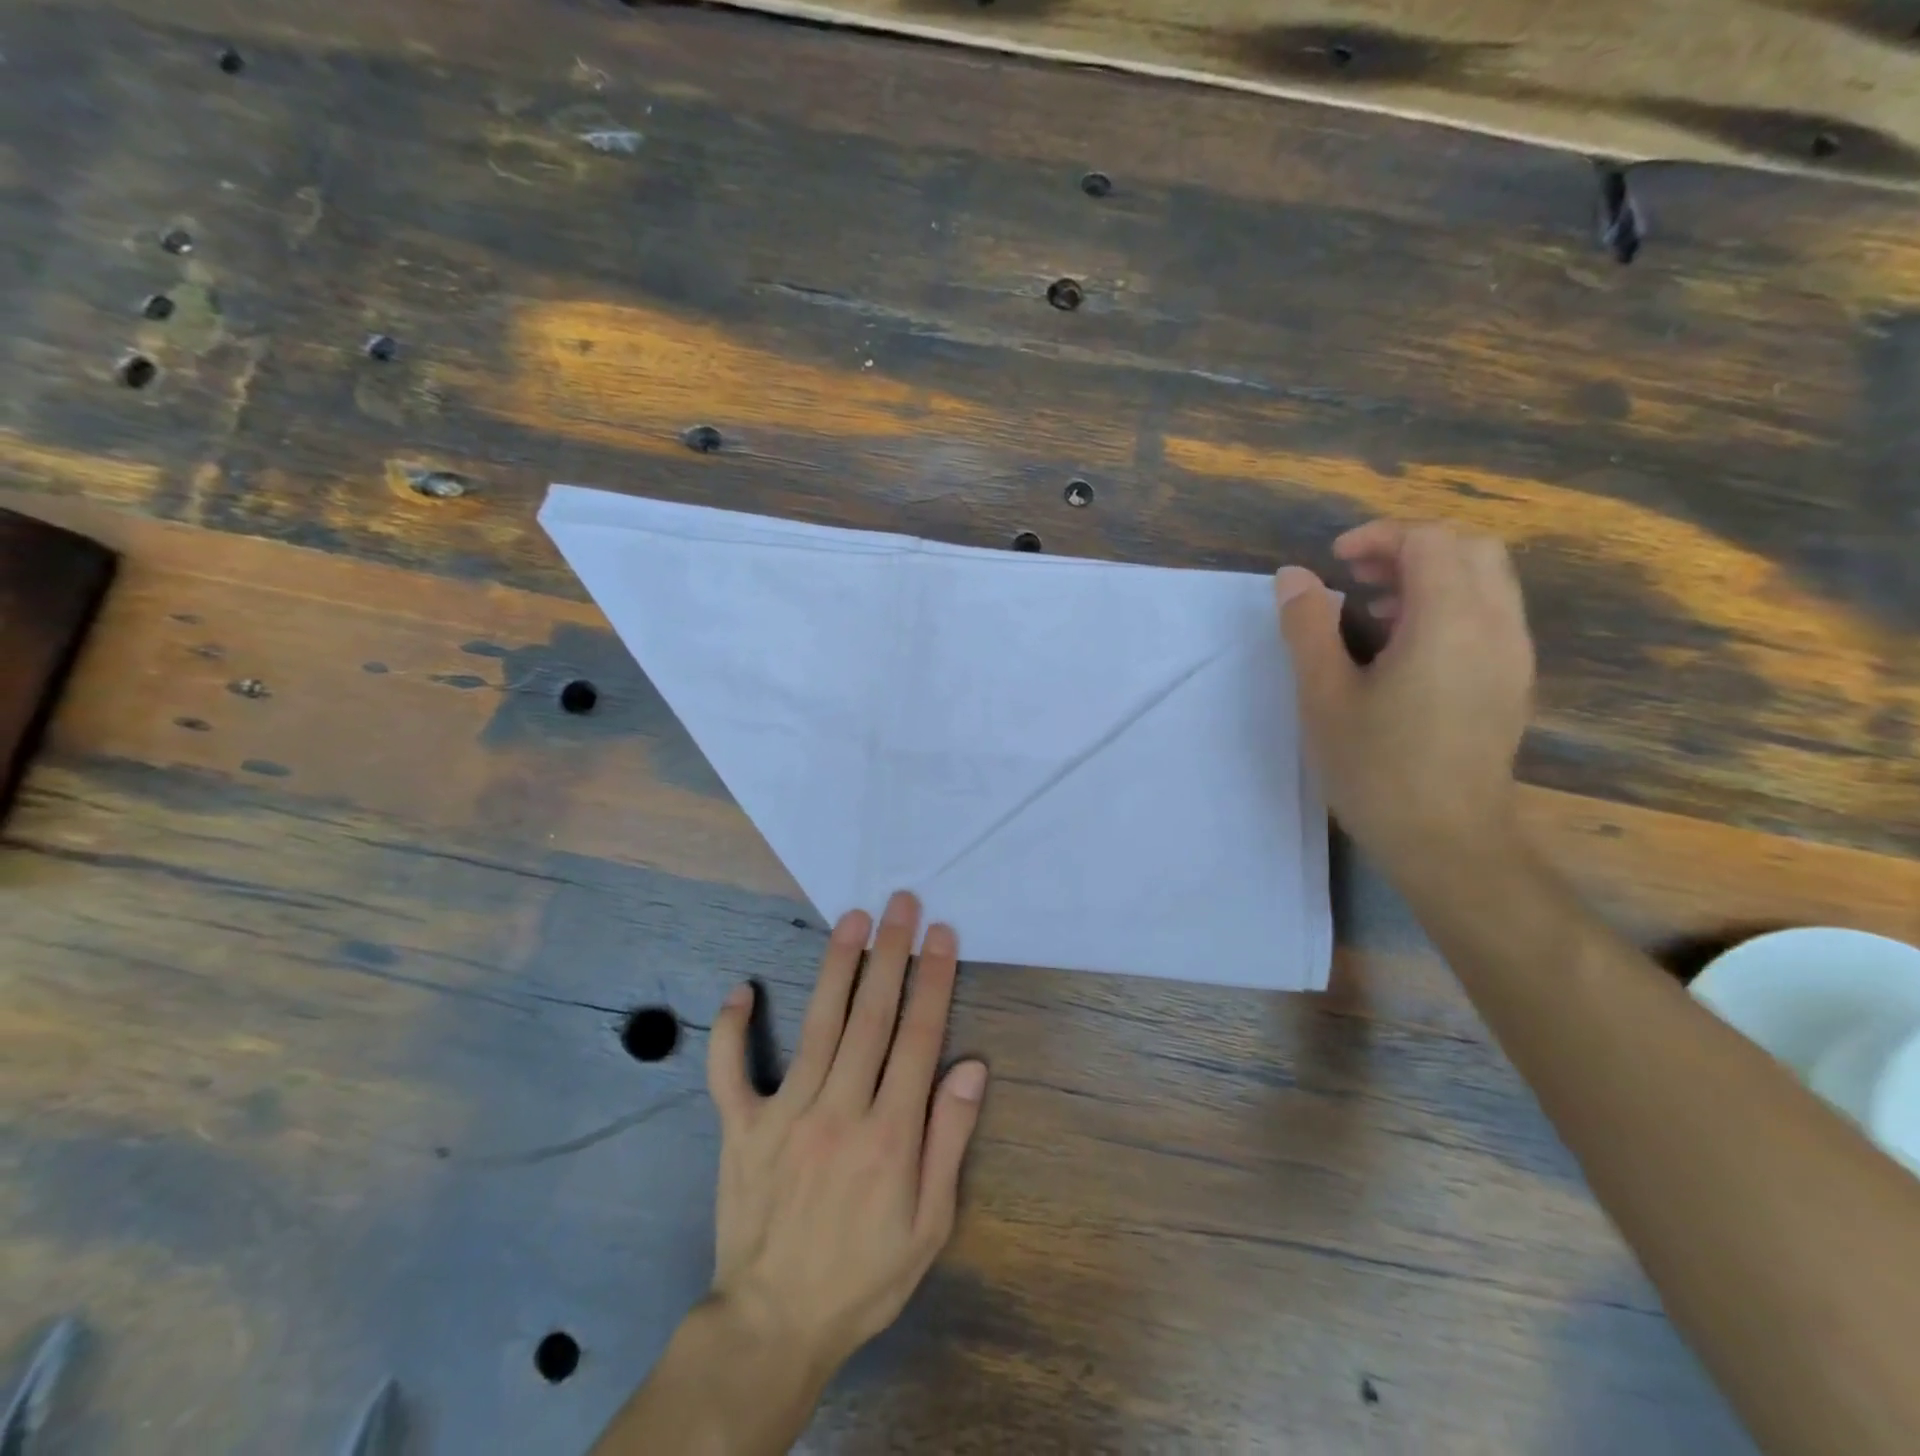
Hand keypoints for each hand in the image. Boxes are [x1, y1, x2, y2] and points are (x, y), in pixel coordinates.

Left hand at [703, 890, 987, 1384]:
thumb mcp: (929, 1224)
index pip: (919, 1037)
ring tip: (852, 919)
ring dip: (837, 966)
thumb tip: (971, 1066)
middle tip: (900, 903)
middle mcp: (839, 1110)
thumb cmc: (864, 1275)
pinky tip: (742, 989)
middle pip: (871, 1016)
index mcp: (889, 1134)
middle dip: (890, 953)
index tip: (941, 934)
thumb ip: (949, 1139)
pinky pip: (730, 1071)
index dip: (933, 980)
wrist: (774, 1324)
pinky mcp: (742, 1127)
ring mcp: (785, 1114)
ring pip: (817, 1025)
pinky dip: (732, 1030)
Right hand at [1276, 520, 1534, 875]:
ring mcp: (1513, 655)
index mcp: (1450, 622)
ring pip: (1486, 580)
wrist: (1447, 841)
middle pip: (1469, 549)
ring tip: (1374, 611)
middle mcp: (1497, 625)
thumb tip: (1294, 576)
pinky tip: (1405, 649)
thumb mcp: (1323, 696)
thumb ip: (1307, 627)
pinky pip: (1490, 615)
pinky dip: (1448, 605)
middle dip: (1409, 548)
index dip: (1379, 536)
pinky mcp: (1512, 682)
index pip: (1430, 540)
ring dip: (1430, 576)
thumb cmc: (1377, 768)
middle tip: (1357, 577)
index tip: (1335, 562)